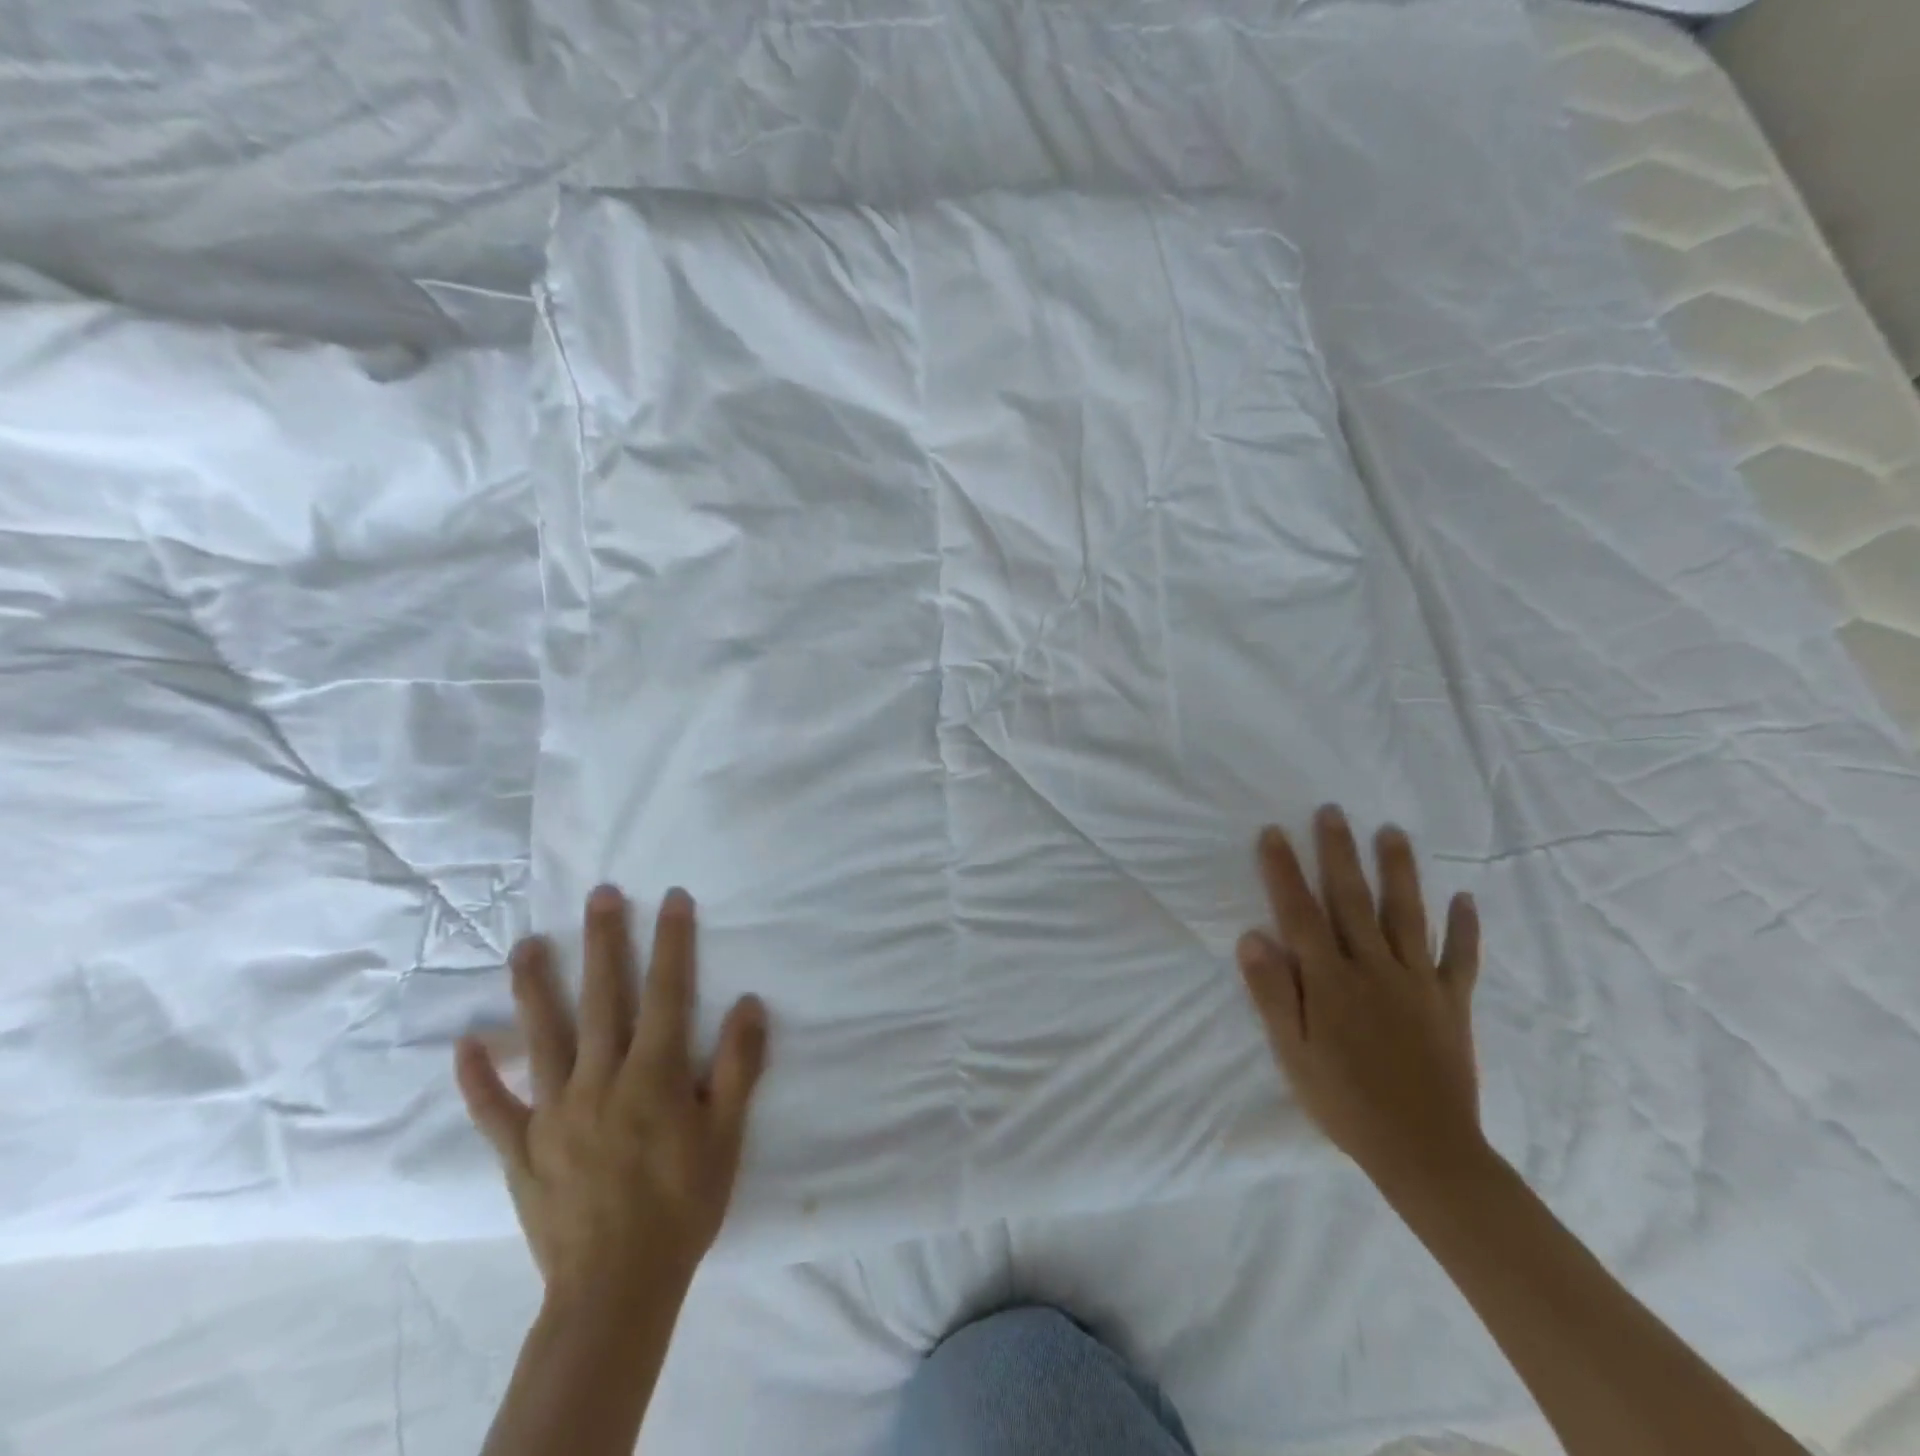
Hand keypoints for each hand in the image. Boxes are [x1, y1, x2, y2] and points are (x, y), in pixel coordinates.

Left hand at [455, 886, 768, 1303]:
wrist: (616, 1289)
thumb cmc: (683, 1205)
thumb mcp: (727, 1136)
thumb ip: (738, 1067)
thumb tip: (748, 1004)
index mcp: (654, 1076)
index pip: (668, 993)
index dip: (672, 942)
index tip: (672, 898)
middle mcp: (600, 1080)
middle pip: (603, 998)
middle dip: (604, 942)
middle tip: (601, 894)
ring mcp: (554, 1113)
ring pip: (542, 1037)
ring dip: (534, 987)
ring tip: (527, 943)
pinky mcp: (521, 1150)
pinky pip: (494, 1109)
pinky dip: (479, 1077)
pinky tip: (465, 1044)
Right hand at [1237, 805, 1483, 1195]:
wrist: (1426, 1152)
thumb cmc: (1345, 1102)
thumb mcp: (1293, 1053)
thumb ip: (1273, 992)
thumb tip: (1251, 936)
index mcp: (1331, 981)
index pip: (1300, 913)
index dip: (1284, 871)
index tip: (1274, 833)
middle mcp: (1374, 969)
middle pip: (1352, 900)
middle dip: (1339, 853)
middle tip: (1332, 812)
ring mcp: (1418, 983)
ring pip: (1406, 915)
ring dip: (1399, 871)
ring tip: (1393, 832)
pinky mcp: (1452, 1003)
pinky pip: (1460, 959)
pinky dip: (1465, 928)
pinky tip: (1466, 898)